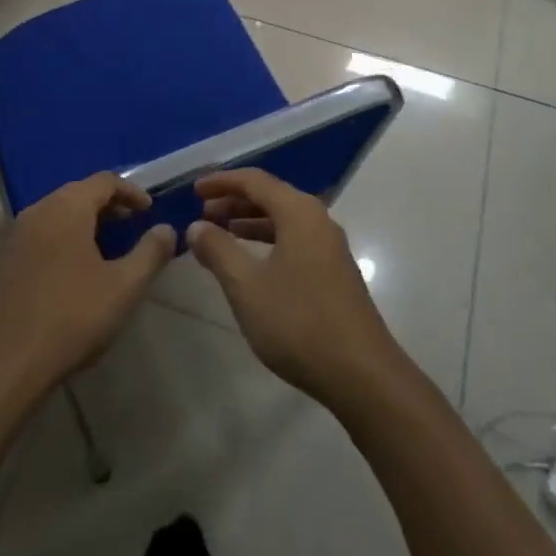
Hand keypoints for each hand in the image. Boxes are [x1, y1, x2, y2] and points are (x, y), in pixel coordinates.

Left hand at [0, 174, 174, 411]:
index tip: (148, 212)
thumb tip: (167, 229)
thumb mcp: (123, 288)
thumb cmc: (70, 319)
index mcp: (67, 206)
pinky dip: (57, 243)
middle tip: (128, 228)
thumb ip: (150, 253)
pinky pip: (35, 238)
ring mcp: (11, 236)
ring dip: (81, 225)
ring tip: (101, 252)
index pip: (105, 181)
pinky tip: (66, 276)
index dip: (131, 192)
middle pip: (77, 194)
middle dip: (106, 207)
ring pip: (54, 216)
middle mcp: (37, 210)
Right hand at [187, 169, 405, 410]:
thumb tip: (196, 226)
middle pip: (270, 196)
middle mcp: (317, 219)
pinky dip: (266, 241)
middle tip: (202, 214)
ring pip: (282, 219)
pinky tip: (250, 263)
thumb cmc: (299, 322)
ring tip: (220, 234)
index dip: (221, 182)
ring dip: (249, 222)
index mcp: (298, 211)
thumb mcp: (247, 286)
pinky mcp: (333, 271)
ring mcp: (329, 246)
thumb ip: (218, 250)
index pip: (254, 180)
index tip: (193, 191)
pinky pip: (293, 239)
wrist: (362, 374)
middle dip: (234, 201)